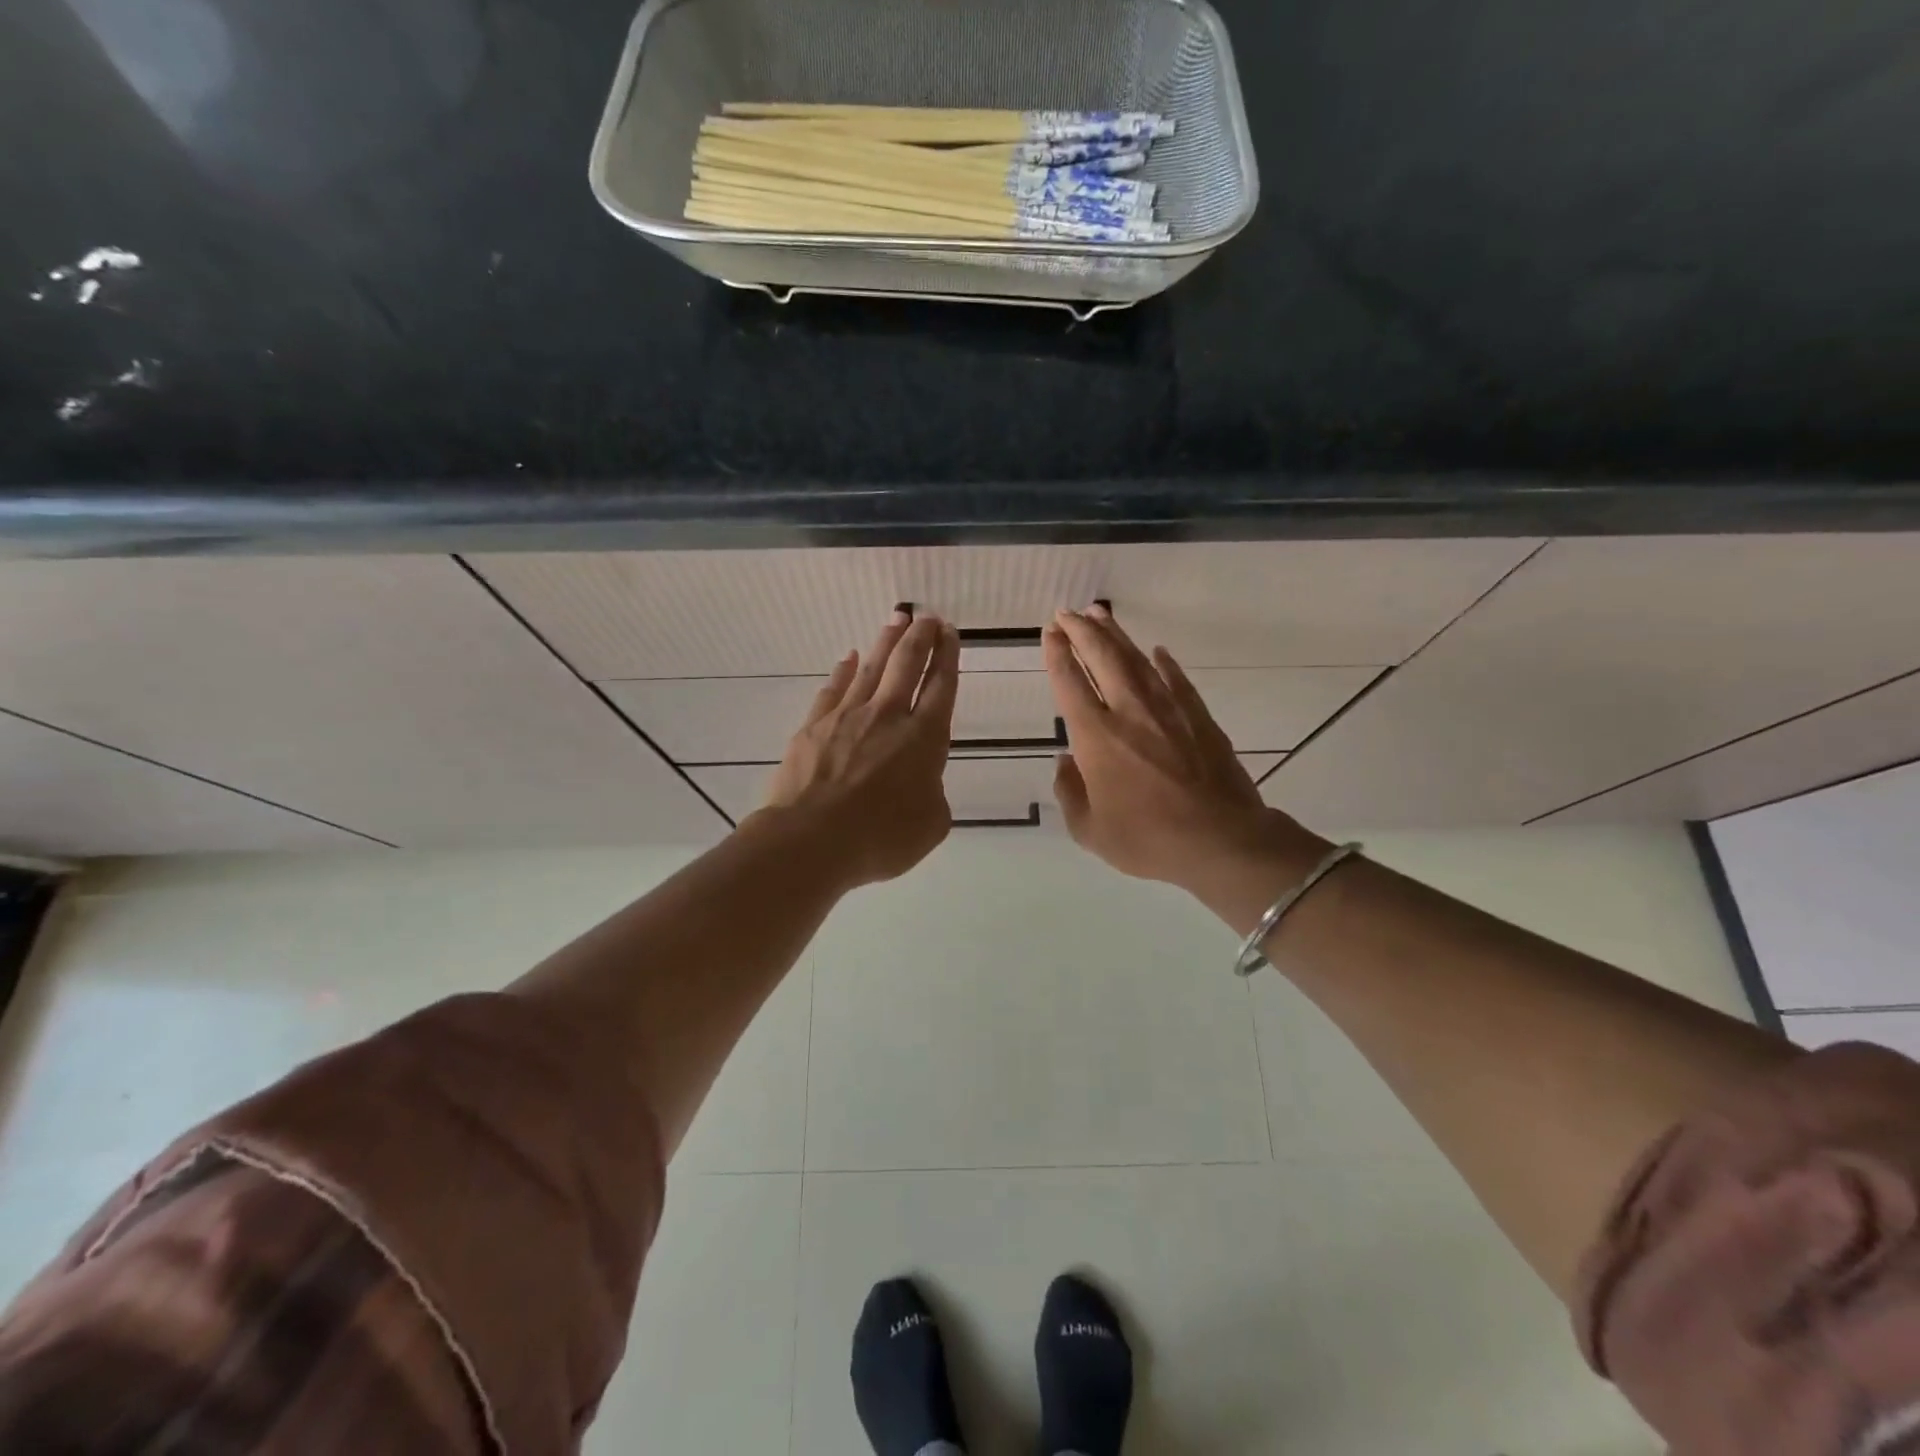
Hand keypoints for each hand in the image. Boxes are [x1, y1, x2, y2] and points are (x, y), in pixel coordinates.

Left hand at [759, 610, 959, 887]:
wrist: (811, 840)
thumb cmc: (880, 838)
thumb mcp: (931, 825)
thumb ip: (933, 795)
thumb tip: (920, 781)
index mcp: (924, 738)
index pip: (941, 686)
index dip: (948, 656)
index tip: (950, 632)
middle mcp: (888, 716)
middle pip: (907, 664)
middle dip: (921, 636)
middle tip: (927, 616)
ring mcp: (847, 717)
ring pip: (872, 668)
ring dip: (886, 641)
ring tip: (896, 619)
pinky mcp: (814, 726)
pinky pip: (833, 689)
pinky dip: (843, 671)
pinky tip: (848, 658)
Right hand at [1045, 605, 1329, 901]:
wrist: (1221, 841)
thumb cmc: (1148, 840)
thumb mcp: (1090, 831)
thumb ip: (1070, 793)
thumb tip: (1065, 762)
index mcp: (1096, 738)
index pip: (1070, 683)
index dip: (1058, 654)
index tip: (1050, 632)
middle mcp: (1129, 712)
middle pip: (1102, 658)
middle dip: (1081, 631)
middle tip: (1067, 612)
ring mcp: (1168, 710)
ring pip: (1137, 661)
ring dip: (1116, 635)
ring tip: (1100, 614)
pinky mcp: (1199, 717)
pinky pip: (1177, 680)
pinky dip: (1164, 663)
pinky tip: (1157, 652)